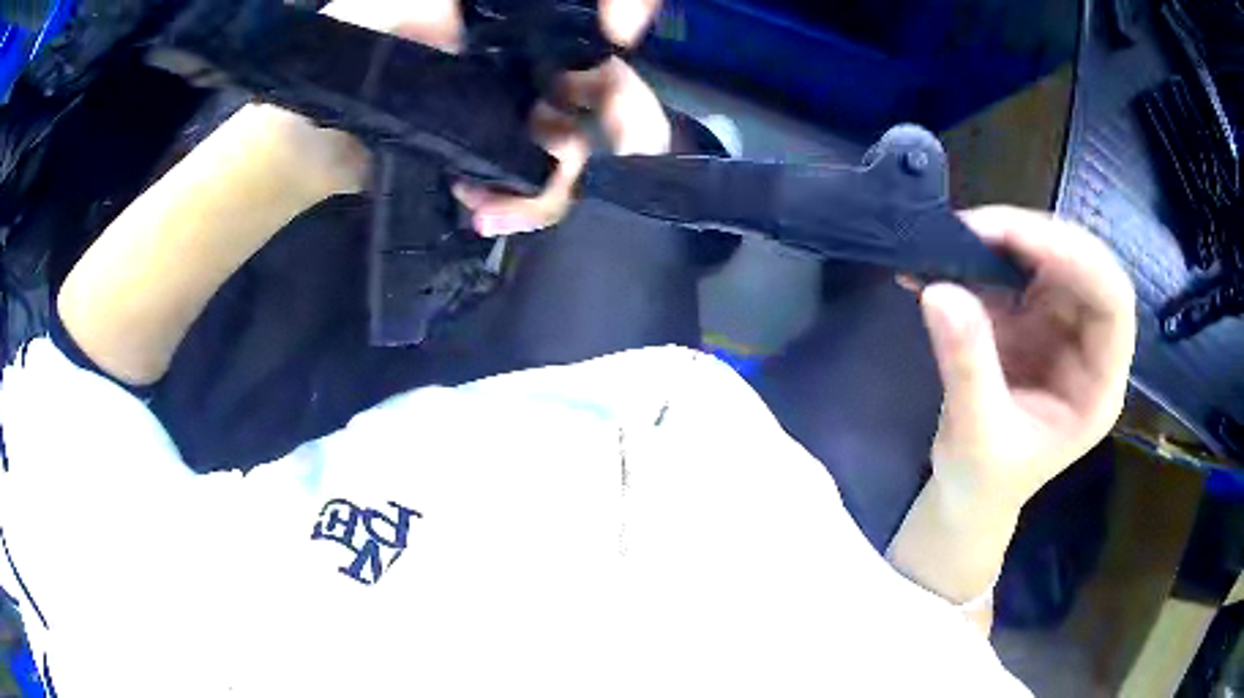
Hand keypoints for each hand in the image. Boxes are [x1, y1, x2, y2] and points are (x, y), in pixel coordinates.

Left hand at [323, 0, 670, 236]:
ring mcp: (511, 114)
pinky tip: (478, 210)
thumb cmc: (344, 54)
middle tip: (640, 152)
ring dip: (554, 186)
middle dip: (630, 119)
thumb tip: (538, 19)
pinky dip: (519, 206)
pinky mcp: (490, 161)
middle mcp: (522, 61)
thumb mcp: (397, 1)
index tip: (626, 31)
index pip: (583, 16)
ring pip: (574, 147)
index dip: (627, 13)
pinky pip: (533, 188)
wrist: (304, 138)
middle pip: (603, 84)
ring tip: (494, 209)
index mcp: (511, 20)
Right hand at [916, 206, 1135, 514]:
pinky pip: (1019, 268)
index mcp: (1099, 386)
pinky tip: (950, 253)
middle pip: (1086, 265)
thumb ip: (965, 366)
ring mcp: (1064, 328)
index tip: (1014, 240)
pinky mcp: (1034, 318)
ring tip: (957, 236)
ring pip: (1053, 257)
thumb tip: (938, 289)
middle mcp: (1091, 346)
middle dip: (1037, 238)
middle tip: (977, 227)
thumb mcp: (975, 435)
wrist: (970, 492)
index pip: (1112, 302)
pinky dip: (986, 255)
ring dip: (1008, 238)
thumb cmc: (983, 481)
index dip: (1075, 260)